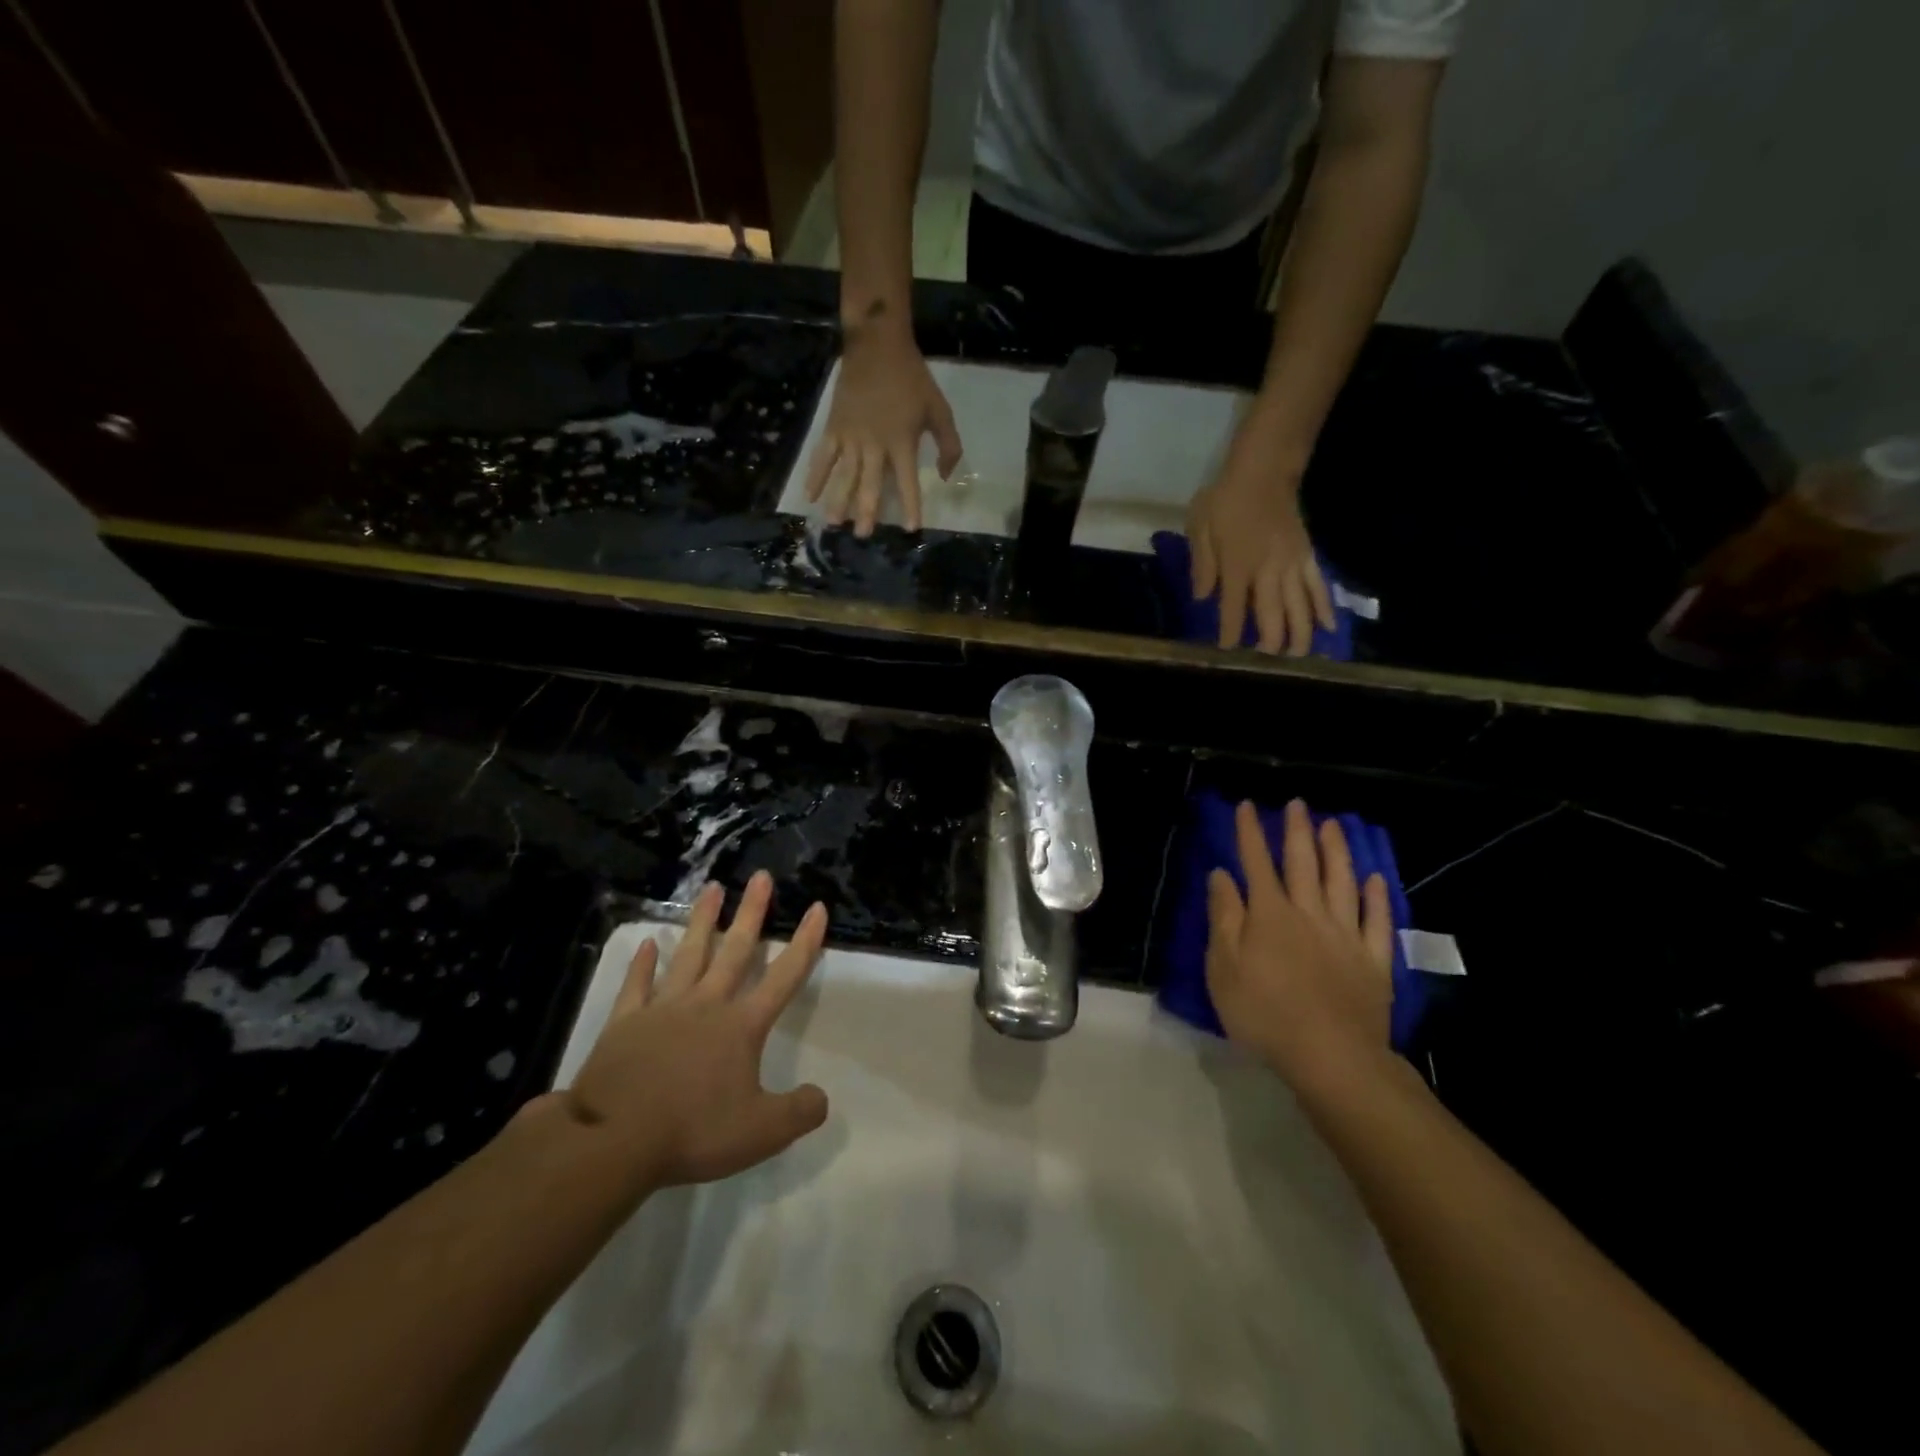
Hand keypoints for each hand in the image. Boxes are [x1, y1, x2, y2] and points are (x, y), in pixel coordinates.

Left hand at [564, 872, 829, 1190]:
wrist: (613, 1140)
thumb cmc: (692, 1131)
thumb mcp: (761, 1132)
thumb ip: (799, 1112)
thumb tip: (822, 1097)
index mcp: (742, 1025)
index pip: (784, 975)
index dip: (805, 941)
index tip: (816, 907)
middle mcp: (707, 1004)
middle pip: (735, 950)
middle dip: (752, 912)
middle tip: (761, 877)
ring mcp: (663, 1009)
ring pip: (689, 954)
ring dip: (703, 920)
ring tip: (713, 887)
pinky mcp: (626, 1022)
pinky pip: (637, 984)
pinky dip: (643, 963)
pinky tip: (647, 943)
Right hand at [803, 321, 960, 536]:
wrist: (876, 345)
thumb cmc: (912, 379)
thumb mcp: (939, 409)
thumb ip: (948, 445)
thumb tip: (945, 475)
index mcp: (902, 442)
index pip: (907, 482)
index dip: (910, 506)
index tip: (910, 529)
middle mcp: (875, 445)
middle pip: (870, 484)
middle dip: (867, 511)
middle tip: (863, 535)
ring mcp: (851, 437)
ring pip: (844, 475)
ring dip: (839, 500)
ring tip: (834, 523)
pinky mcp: (834, 428)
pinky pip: (823, 456)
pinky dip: (816, 476)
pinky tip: (809, 495)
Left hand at [1187, 443, 1333, 655]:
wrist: (1264, 471)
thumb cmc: (1224, 500)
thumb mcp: (1199, 529)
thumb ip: (1202, 565)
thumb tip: (1202, 598)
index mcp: (1238, 566)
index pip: (1234, 609)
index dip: (1231, 633)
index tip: (1227, 649)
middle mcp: (1268, 570)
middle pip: (1273, 615)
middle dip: (1270, 642)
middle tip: (1266, 659)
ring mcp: (1293, 564)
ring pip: (1301, 607)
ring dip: (1300, 634)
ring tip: (1297, 655)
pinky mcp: (1309, 556)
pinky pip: (1319, 586)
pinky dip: (1325, 608)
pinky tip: (1329, 628)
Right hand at [1206, 800, 1393, 1091]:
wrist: (1331, 1057)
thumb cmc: (1264, 1014)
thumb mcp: (1224, 968)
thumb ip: (1224, 918)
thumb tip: (1221, 875)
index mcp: (1269, 915)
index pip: (1256, 863)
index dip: (1250, 833)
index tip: (1246, 806)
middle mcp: (1309, 915)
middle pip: (1303, 864)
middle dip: (1297, 831)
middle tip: (1298, 804)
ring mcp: (1346, 935)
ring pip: (1342, 883)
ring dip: (1336, 851)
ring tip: (1333, 825)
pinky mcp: (1374, 961)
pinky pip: (1377, 921)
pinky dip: (1376, 897)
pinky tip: (1375, 879)